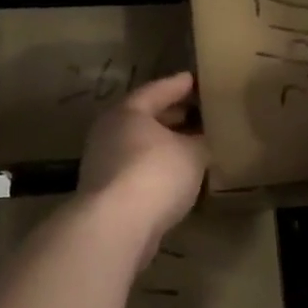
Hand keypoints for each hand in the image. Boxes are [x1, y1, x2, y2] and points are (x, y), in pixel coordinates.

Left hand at [78, 72, 208, 241]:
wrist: (116, 227)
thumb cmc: (155, 174)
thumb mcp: (192, 153)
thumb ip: (200, 141)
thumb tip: (204, 140)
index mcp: (128, 112)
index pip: (157, 90)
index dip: (179, 85)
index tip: (195, 80)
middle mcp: (110, 132)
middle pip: (145, 118)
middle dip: (172, 115)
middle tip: (198, 112)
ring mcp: (104, 164)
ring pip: (141, 146)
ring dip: (165, 145)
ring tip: (192, 145)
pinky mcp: (107, 193)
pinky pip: (138, 170)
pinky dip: (157, 168)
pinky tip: (178, 176)